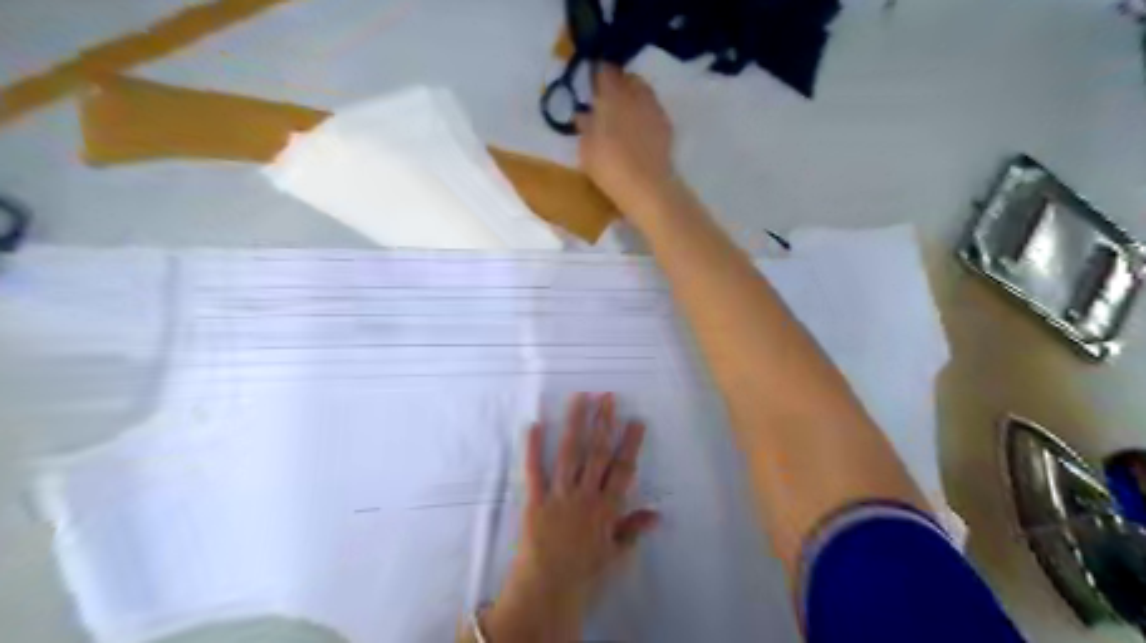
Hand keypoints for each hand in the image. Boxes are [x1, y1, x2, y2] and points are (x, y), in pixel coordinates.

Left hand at [480, 391, 653, 642]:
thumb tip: (657, 513)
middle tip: (608, 397)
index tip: (636, 421)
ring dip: (575, 424)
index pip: (623, 469)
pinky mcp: (535, 499)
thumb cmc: (584, 570)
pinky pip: (534, 470)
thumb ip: (633, 529)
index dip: (630, 444)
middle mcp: (585, 495)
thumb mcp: (615, 552)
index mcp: (607, 507)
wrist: (548, 588)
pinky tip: (534, 425)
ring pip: (570, 453)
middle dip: (604, 423)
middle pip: (597, 453)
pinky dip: (533, 448)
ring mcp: (560, 495)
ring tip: (579, 399)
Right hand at [579, 66, 672, 215]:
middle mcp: (636, 95)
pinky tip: (639, 128)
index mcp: (612, 96)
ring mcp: (654, 109)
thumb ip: (585, 127)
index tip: (591, 82)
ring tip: (624, 112)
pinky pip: (653, 110)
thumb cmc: (609, 166)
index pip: (605, 72)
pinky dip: (645, 113)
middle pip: (628, 78)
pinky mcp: (666, 126)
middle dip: (619, 83)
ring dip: (634, 96)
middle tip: (608, 97)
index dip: (598, 74)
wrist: (646, 186)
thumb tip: (583, 114)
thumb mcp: (587, 148)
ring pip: (643, 92)